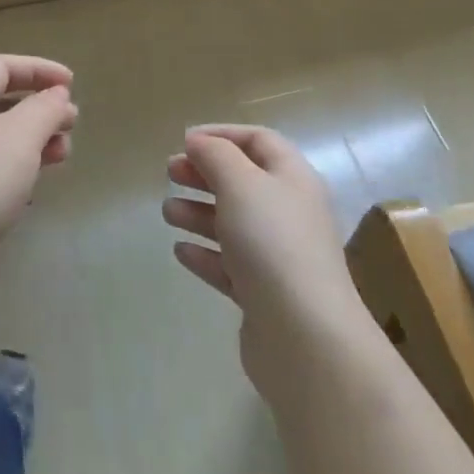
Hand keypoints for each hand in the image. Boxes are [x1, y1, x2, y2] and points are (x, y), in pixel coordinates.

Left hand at [0, 54, 76, 272]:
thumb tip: (57, 95)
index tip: (72, 84)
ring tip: (62, 155)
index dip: (38, 69)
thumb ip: (45, 108)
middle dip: (40, 108)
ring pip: (0, 138)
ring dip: (34, 140)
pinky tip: (35, 187)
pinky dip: (19, 168)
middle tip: (72, 124)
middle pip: (0, 101)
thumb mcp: (22, 134)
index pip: (0, 66)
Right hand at [164, 124, 369, 393]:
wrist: (306, 338)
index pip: (258, 140)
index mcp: (292, 178)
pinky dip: (205, 254)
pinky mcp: (264, 295)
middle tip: (170, 173)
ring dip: (199, 213)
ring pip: (233, 223)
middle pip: (243, 181)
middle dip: (205, 173)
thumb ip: (216, 155)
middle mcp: (289, 212)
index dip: (221, 134)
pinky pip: (230, 265)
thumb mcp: (240, 184)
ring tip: (168, 213)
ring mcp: (278, 256)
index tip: (184, 141)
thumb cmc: (273, 243)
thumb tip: (198, 141)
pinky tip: (180, 251)